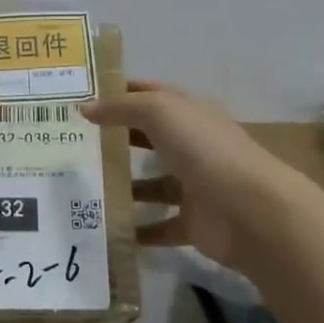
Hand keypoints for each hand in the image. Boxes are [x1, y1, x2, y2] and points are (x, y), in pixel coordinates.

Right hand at [83, 81, 293, 271]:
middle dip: (116, 139)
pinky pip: (159, 227)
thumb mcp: (160, 112)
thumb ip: (121, 108)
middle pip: (149, 138)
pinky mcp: (193, 223)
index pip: (152, 94)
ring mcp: (194, 185)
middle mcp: (193, 146)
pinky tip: (106, 229)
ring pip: (152, 184)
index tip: (83, 97)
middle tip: (73, 143)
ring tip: (83, 188)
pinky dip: (137, 230)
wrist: (250, 211)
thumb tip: (85, 107)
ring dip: (124, 186)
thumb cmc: (204, 150)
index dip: (121, 92)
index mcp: (190, 114)